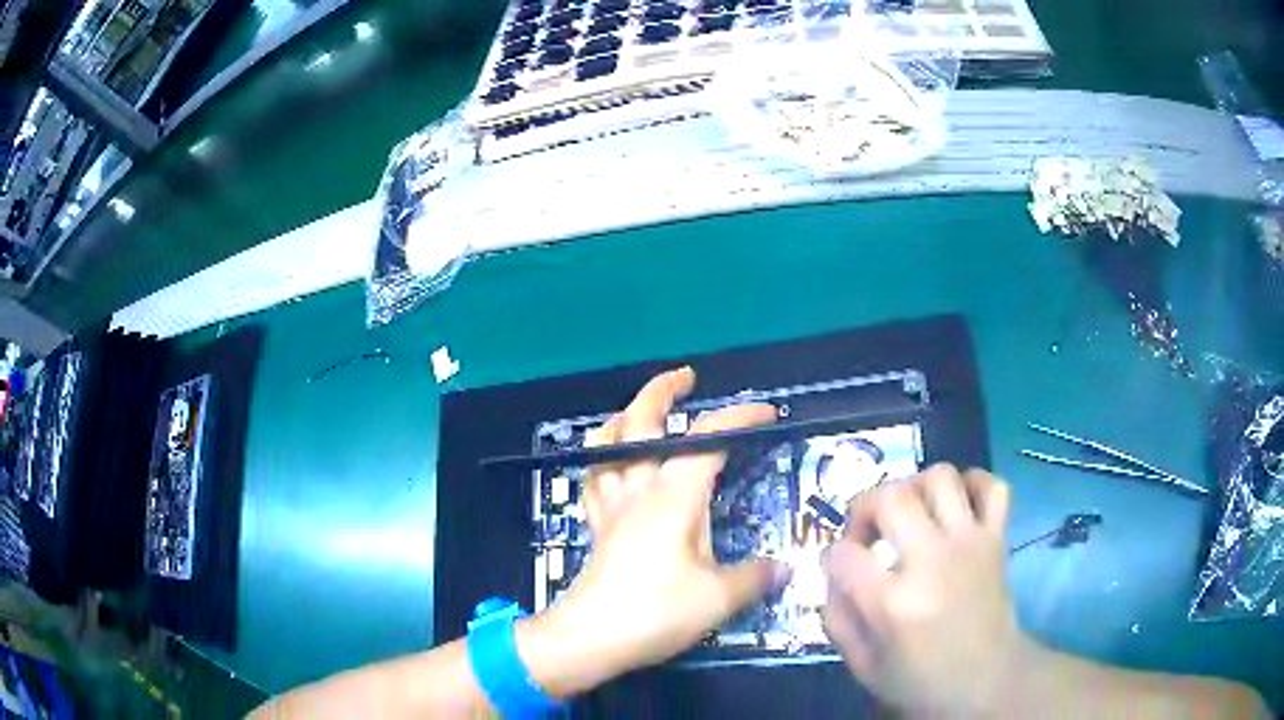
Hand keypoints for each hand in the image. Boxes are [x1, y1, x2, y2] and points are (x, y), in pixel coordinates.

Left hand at [518, 368, 789, 695]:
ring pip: (606, 442)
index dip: (738, 418)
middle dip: (662, 391)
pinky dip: (604, 456)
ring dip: (625, 417)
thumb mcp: (719, 598)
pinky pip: (593, 475)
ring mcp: (610, 504)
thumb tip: (784, 568)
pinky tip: (614, 461)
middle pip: (640, 421)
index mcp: (673, 496)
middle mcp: (638, 488)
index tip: (766, 413)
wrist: (591, 636)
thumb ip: (755, 577)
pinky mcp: (595, 524)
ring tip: (644, 411)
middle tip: (686, 377)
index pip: (708, 439)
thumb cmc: (655, 612)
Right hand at [822, 464, 1025, 716]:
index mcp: (893, 604)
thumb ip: (838, 618)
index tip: (841, 569)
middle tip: (868, 533)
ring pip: (940, 478)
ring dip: (915, 488)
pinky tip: (956, 505)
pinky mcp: (997, 538)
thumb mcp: (862, 665)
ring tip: (910, 514)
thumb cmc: (920, 680)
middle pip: (889, 497)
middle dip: (864, 507)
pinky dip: (972, 483)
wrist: (987, 682)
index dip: (832, 557)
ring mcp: (970, 543)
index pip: (843, 553)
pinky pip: (991, 486)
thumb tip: (834, 573)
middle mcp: (932, 562)